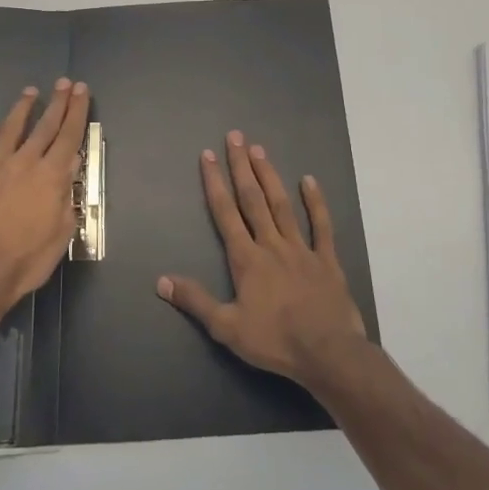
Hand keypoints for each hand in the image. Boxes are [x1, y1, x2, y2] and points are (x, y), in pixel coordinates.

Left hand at [0, 79, 90, 308]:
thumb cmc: (29, 257)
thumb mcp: (62, 229)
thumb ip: (66, 193)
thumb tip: (70, 164)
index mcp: (51, 174)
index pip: (69, 134)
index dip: (77, 110)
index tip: (82, 90)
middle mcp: (24, 161)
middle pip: (44, 125)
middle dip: (57, 102)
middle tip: (64, 82)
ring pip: (10, 129)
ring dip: (22, 109)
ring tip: (30, 92)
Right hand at [158, 130, 366, 386]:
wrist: (327, 352)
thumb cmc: (275, 341)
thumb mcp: (226, 327)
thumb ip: (195, 301)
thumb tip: (161, 281)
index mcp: (246, 259)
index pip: (225, 213)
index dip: (214, 183)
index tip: (208, 155)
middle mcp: (272, 245)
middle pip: (253, 199)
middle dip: (241, 167)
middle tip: (235, 137)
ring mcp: (302, 249)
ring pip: (282, 205)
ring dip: (270, 176)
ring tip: (259, 150)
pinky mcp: (326, 259)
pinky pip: (322, 225)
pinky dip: (315, 202)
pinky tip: (308, 180)